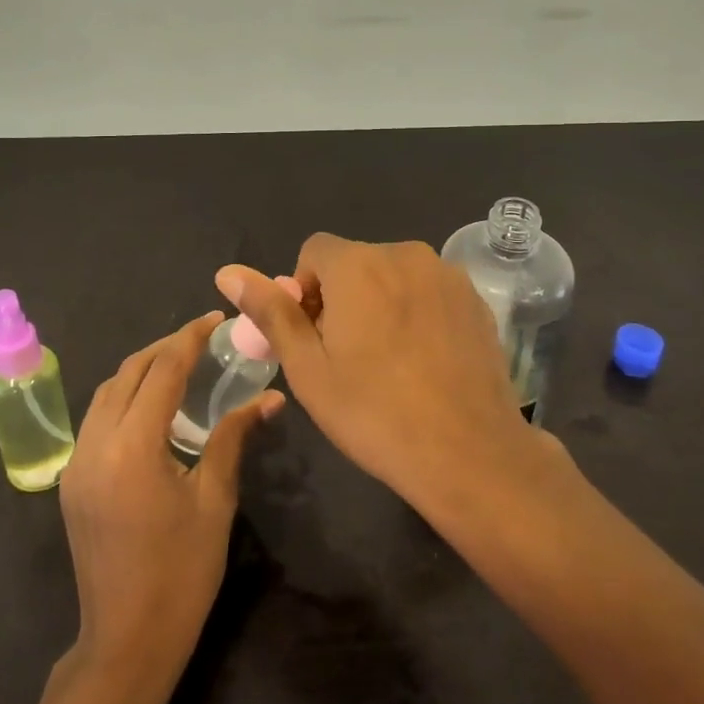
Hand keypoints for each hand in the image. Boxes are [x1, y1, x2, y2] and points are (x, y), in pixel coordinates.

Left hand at [59, 311, 281, 675]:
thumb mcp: (215, 499)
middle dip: (164, 348)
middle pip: (127, 373)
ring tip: (180, 365)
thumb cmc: (182, 572)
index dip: (189, 339)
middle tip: (202, 339)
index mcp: (132, 448)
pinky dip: (124, 398)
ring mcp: (76, 464)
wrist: (126, 641)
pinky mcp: (71, 481)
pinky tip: (153, 407)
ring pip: (106, 393)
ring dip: (141, 370)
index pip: (161, 371)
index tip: (215, 320)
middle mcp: (95, 445)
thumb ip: (233, 437)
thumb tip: (271, 398)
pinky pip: (97, 419)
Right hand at [215, 236, 532, 507]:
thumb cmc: (375, 413)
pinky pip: (430, 291)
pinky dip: (418, 312)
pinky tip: (425, 361)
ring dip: (381, 303)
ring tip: (389, 362)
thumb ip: (271, 312)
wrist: (469, 452)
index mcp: (359, 264)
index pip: (314, 252)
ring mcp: (447, 274)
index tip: (314, 337)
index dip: (304, 291)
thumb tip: (228, 273)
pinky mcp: (476, 298)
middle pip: (356, 263)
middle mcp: (405, 253)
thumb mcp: (308, 368)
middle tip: (347, 356)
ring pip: (395, 276)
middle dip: (343, 298)